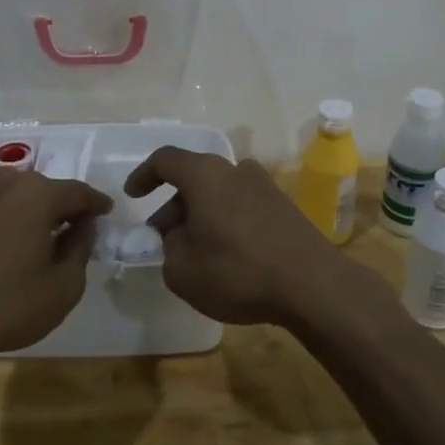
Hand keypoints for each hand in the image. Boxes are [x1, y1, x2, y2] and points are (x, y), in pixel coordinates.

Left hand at [0, 170, 111, 363]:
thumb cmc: (7, 305)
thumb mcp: (64, 286)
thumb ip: (81, 248)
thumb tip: (83, 226)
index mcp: (38, 194)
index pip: (78, 192)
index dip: (96, 204)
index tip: (107, 211)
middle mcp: (5, 183)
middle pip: (45, 189)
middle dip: (62, 206)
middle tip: (75, 227)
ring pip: (14, 196)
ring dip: (31, 211)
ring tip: (40, 235)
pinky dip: (2, 218)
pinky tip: (4, 241)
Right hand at [123, 148, 350, 326]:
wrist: (312, 284)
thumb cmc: (237, 272)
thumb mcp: (182, 270)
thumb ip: (168, 248)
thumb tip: (178, 237)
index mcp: (205, 175)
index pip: (165, 159)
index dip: (144, 175)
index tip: (133, 196)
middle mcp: (235, 169)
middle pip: (194, 177)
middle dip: (173, 204)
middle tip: (162, 236)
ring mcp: (264, 185)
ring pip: (219, 191)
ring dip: (200, 213)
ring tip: (193, 249)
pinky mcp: (284, 205)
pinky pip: (241, 204)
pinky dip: (225, 220)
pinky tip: (226, 254)